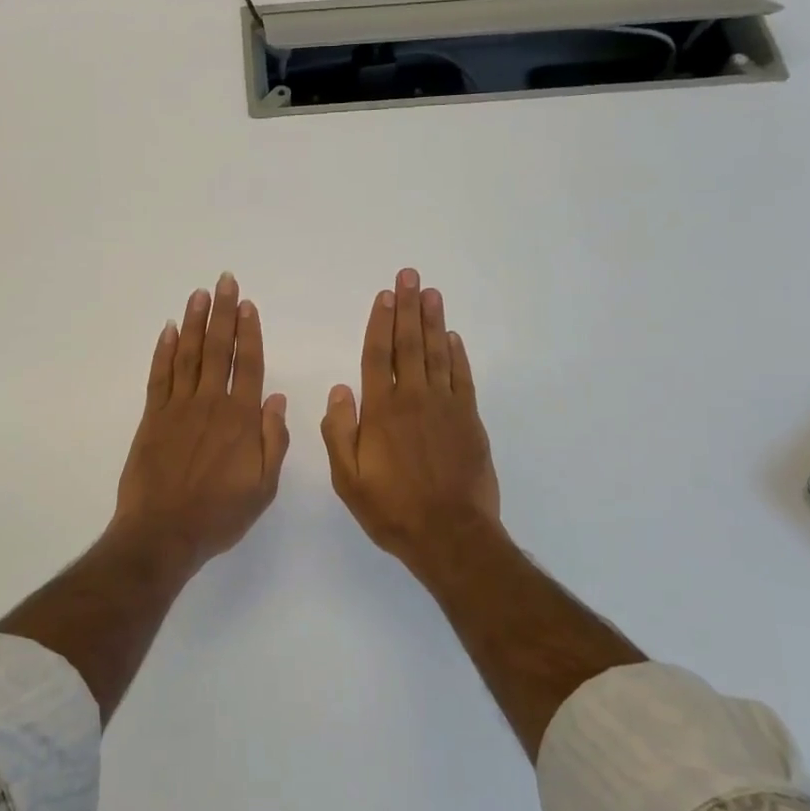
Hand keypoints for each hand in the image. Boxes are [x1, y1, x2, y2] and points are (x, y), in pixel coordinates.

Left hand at [112, 272, 290, 575]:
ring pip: (187, 355)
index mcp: (240, 419)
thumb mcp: (263, 487)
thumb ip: (273, 440)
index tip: (247, 304)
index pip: (247, 365)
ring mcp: (177, 408)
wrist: (163, 532)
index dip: (248, 332)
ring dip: (194, 322)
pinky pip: (159, 376)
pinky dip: (163, 351)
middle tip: (223, 281)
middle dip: (222, 313)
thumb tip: (275, 398)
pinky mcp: (152, 418)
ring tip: (198, 294)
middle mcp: (210, 404)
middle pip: (217, 349)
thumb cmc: (219, 514)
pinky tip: (169, 330)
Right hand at [322, 268, 500, 571]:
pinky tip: (453, 337)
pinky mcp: (469, 420)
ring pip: (437, 354)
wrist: (450, 534)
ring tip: (430, 292)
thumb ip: (339, 432)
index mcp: (381, 411)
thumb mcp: (348, 478)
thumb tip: (340, 390)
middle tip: (409, 276)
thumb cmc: (392, 509)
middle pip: (409, 344)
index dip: (380, 323)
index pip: (377, 356)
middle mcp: (413, 399)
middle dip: (408, 308)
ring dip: (433, 321)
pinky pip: (462, 378)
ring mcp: (445, 407)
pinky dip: (457, 355)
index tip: (384, 295)